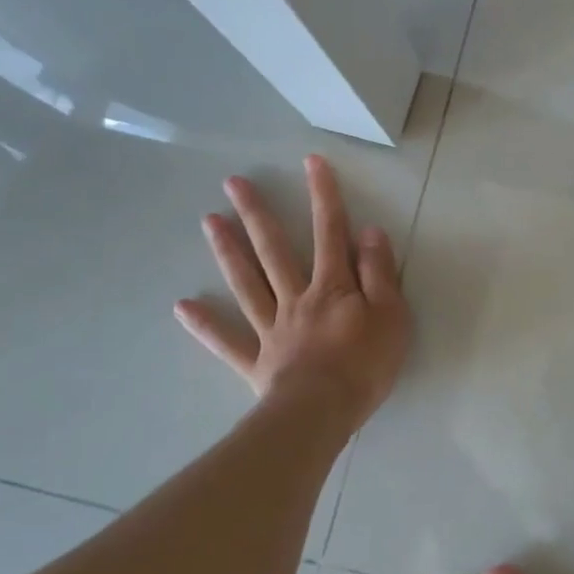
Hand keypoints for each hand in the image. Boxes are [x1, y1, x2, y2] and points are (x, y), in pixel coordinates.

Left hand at [176, 155, 410, 420]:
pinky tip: (183, 306)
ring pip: (247, 284)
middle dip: (257, 214)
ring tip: (208, 221)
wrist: (322, 412)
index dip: (324, 196)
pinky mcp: (256, 361)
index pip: (331, 233)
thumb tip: (369, 232)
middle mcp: (297, 298)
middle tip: (233, 183)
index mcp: (333, 287)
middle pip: (274, 250)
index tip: (311, 162)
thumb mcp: (391, 314)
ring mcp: (272, 328)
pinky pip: (227, 341)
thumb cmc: (365, 363)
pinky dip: (205, 325)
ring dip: (228, 252)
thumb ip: (379, 273)